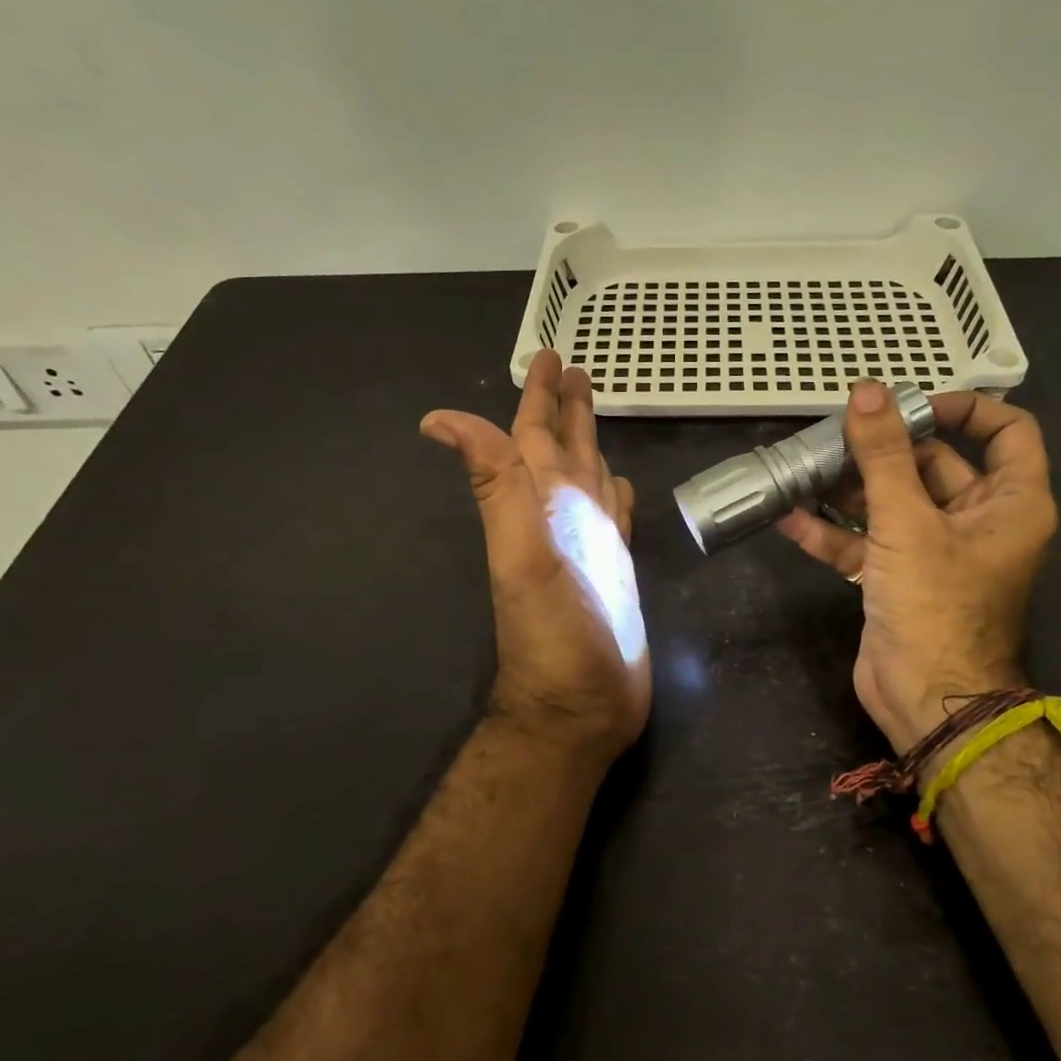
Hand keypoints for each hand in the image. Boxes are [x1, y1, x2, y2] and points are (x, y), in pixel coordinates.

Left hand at [421, 351, 649, 766]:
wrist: (580, 706)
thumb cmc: (555, 634)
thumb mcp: (521, 553)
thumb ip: (496, 485)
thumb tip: (440, 419)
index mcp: (539, 506)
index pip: (534, 436)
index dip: (539, 396)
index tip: (549, 354)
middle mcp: (562, 519)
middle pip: (563, 450)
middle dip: (567, 409)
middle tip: (575, 369)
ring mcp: (590, 546)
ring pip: (588, 478)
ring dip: (590, 443)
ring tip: (595, 412)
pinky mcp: (616, 571)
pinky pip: (614, 519)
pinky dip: (615, 496)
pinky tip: (619, 484)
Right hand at [777, 382, 1056, 753]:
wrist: (926, 698)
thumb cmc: (935, 604)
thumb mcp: (907, 522)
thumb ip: (883, 455)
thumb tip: (867, 390)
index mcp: (1010, 502)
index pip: (1008, 431)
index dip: (964, 408)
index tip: (910, 405)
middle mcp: (978, 521)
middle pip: (934, 464)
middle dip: (883, 450)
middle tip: (833, 433)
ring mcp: (935, 551)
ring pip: (894, 503)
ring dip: (850, 489)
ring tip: (803, 469)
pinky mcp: (899, 578)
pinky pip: (867, 542)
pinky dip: (833, 532)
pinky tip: (790, 518)